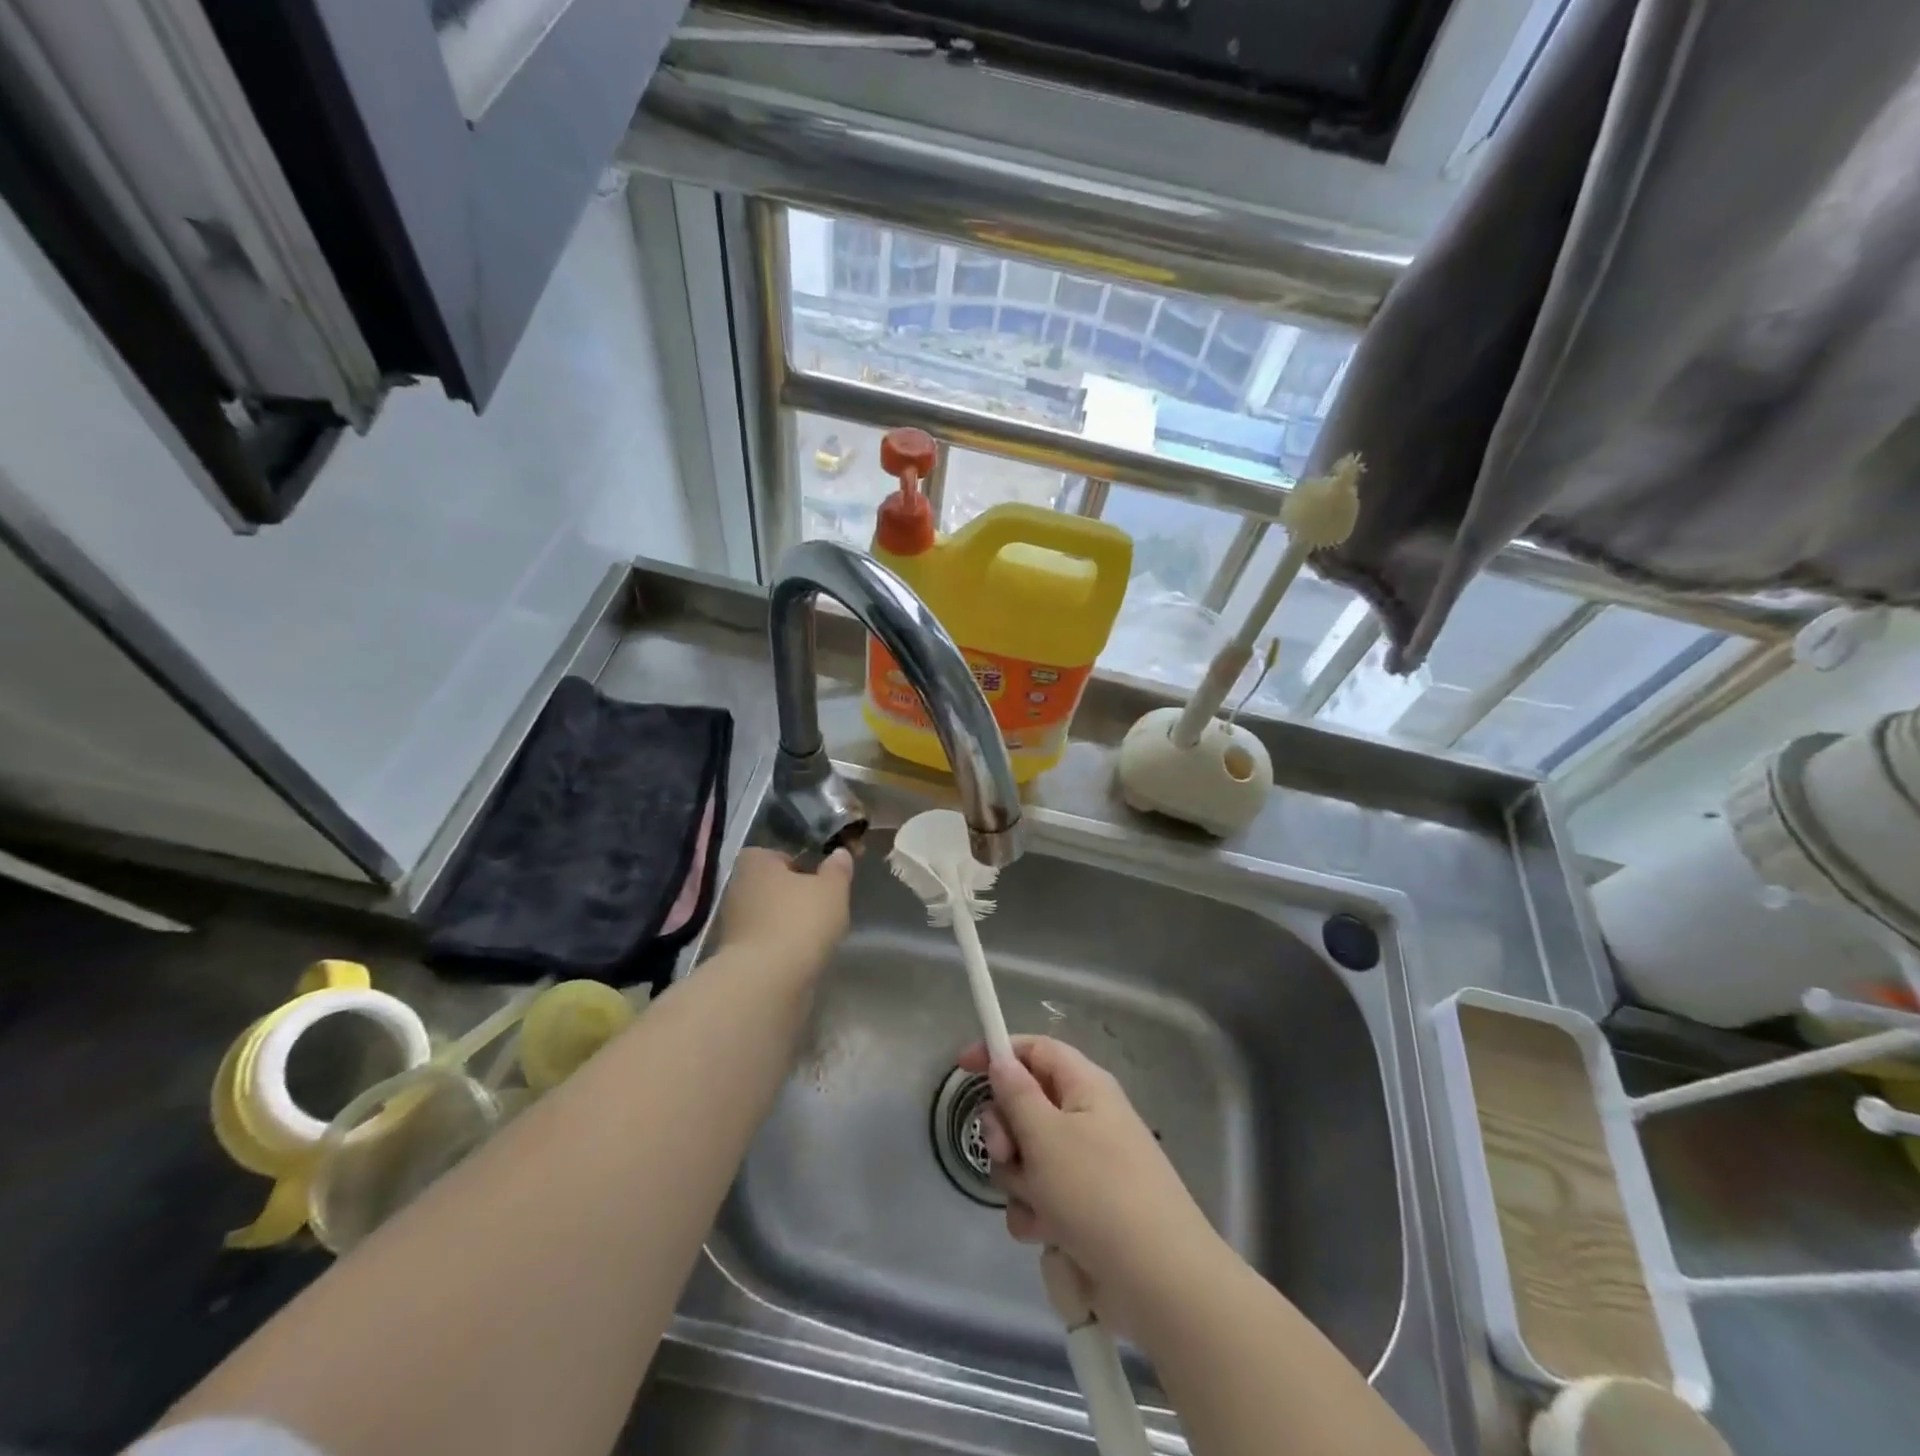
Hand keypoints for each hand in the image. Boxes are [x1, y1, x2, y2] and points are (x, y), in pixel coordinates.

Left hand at [714, 846, 853, 977]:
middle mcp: (737, 888)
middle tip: (822, 907)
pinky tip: (802, 956)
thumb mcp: (832, 889)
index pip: (777, 854)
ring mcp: (733, 924)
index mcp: (755, 862)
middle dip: (794, 896)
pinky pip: (766, 942)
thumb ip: (838, 869)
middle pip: (772, 886)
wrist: (768, 981)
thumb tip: (840, 854)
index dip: (799, 864)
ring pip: (768, 916)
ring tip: (816, 935)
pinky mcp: (736, 955)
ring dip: (788, 923)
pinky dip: (782, 946)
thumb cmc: (800, 920)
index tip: (819, 880)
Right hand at [961, 1035, 1227, 1337]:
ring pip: (1027, 1156)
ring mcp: (1085, 1167)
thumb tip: (1002, 1060)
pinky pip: (1039, 1198)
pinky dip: (1035, 1213)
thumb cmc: (1099, 1192)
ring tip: (1037, 1203)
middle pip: (1025, 1105)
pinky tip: (1046, 1233)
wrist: (1158, 1282)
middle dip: (1005, 1130)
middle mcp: (1085, 1119)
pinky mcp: (1082, 1210)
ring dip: (1018, 1179)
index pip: (1036, 1050)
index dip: (999, 1052)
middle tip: (1006, 1152)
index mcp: (1085, 1087)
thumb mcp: (1046, 1135)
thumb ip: (1016, 1095)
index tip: (963, 1069)